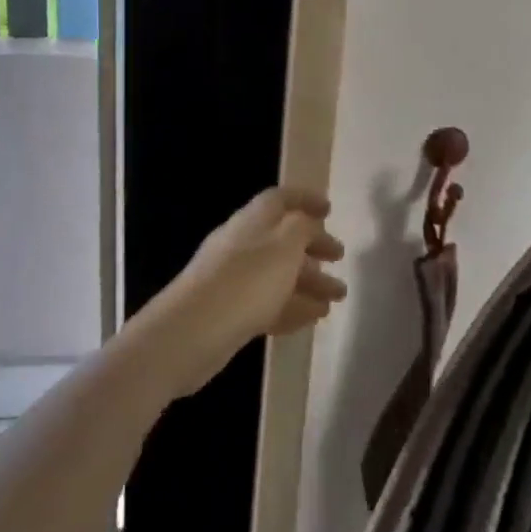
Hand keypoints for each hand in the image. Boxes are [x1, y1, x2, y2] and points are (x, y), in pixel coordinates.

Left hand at [131, 188, 346, 398]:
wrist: (191, 332)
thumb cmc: (246, 280)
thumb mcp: (285, 245)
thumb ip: (302, 228)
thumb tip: (307, 223)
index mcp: (253, 220)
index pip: (281, 199)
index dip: (306, 200)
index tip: (330, 211)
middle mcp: (242, 244)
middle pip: (282, 238)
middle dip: (313, 246)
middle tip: (339, 259)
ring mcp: (233, 279)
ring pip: (277, 273)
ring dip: (309, 281)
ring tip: (337, 298)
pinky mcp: (229, 312)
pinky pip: (267, 302)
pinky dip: (292, 306)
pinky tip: (313, 318)